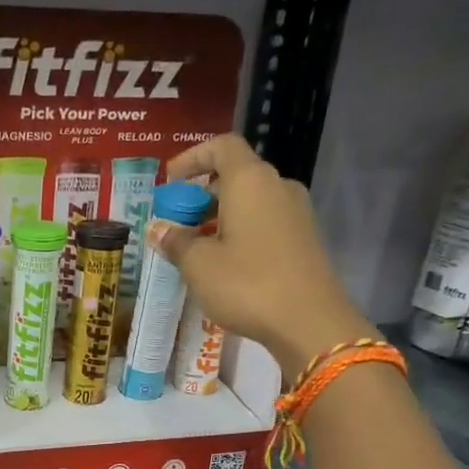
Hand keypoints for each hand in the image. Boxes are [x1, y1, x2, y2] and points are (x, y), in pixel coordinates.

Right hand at [152, 134, 372, 371]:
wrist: (309, 322)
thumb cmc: (248, 285)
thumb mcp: (199, 265)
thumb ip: (176, 241)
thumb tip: (158, 229)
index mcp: (250, 181)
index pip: (222, 146)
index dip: (192, 157)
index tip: (170, 181)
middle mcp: (277, 187)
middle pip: (236, 174)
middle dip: (202, 193)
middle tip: (177, 222)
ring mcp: (296, 213)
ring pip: (251, 201)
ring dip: (220, 216)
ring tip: (195, 248)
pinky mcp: (304, 239)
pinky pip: (265, 222)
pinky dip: (240, 232)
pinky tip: (224, 264)